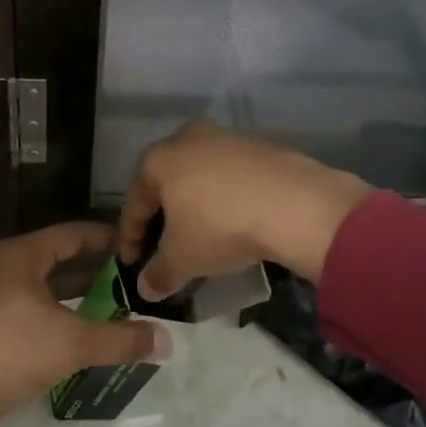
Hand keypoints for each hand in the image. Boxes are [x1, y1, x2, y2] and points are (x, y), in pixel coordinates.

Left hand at [0, 223, 169, 426]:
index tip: (136, 246)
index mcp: (21, 255)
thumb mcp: (76, 343)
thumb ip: (123, 338)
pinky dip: (60, 308)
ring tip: (116, 300)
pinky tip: (83, 326)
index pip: (72, 234)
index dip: (105, 239)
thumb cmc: (16, 352)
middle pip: (58, 256)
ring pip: (45, 282)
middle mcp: (4, 266)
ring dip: (78, 290)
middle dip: (95, 266)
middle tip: (132, 275)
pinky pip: (33, 302)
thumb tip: (166, 340)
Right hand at [120, 119, 372, 299]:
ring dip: (195, 206)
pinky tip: (235, 221)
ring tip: (202, 235)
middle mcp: (186, 138)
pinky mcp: (259, 146)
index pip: (134, 203)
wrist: (295, 204)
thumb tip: (146, 288)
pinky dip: (225, 199)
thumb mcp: (183, 259)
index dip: (129, 238)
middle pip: (166, 184)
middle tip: (164, 247)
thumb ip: (159, 273)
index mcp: (157, 159)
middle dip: (162, 217)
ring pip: (199, 177)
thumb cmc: (220, 226)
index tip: (130, 264)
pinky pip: (230, 177)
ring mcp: (226, 138)